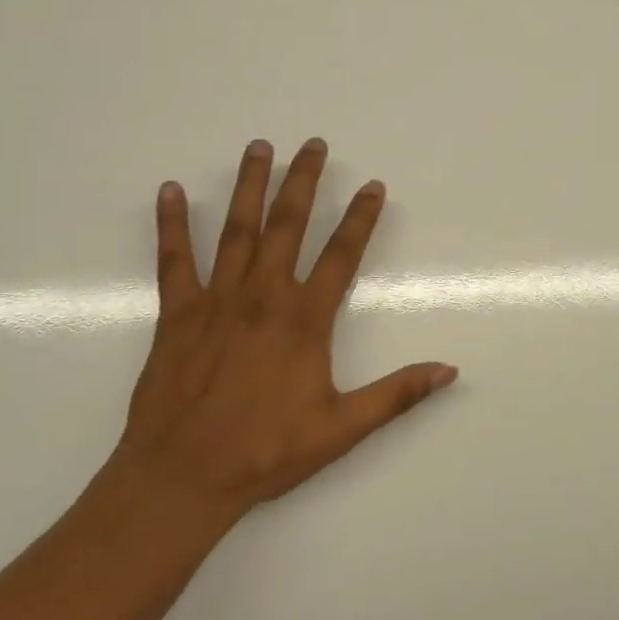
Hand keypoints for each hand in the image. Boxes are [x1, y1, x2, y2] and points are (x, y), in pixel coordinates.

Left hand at [98, 138, 456, 533]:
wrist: (183, 476)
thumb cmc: (267, 452)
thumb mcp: (342, 428)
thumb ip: (396, 394)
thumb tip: (449, 370)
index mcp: (304, 321)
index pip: (341, 256)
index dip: (360, 218)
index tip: (373, 186)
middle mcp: (263, 297)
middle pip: (288, 226)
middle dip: (304, 182)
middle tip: (313, 144)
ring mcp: (216, 301)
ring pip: (237, 230)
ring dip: (249, 187)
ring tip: (258, 148)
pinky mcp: (177, 314)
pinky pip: (174, 260)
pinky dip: (171, 224)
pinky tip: (169, 191)